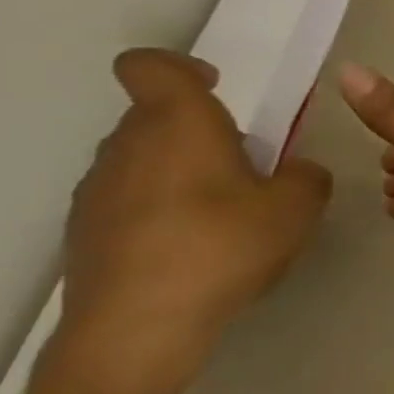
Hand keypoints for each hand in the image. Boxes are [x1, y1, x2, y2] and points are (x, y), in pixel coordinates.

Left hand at [61, 49, 330, 354]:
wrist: (139, 327)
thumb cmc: (223, 247)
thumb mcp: (298, 208)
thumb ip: (306, 177)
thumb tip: (295, 171)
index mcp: (177, 124)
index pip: (151, 66)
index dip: (181, 67)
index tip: (218, 88)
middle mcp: (127, 145)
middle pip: (156, 116)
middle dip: (201, 131)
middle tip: (248, 166)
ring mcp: (97, 190)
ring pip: (144, 159)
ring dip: (182, 172)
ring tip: (225, 215)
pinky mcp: (86, 231)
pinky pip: (131, 200)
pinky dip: (162, 209)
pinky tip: (195, 249)